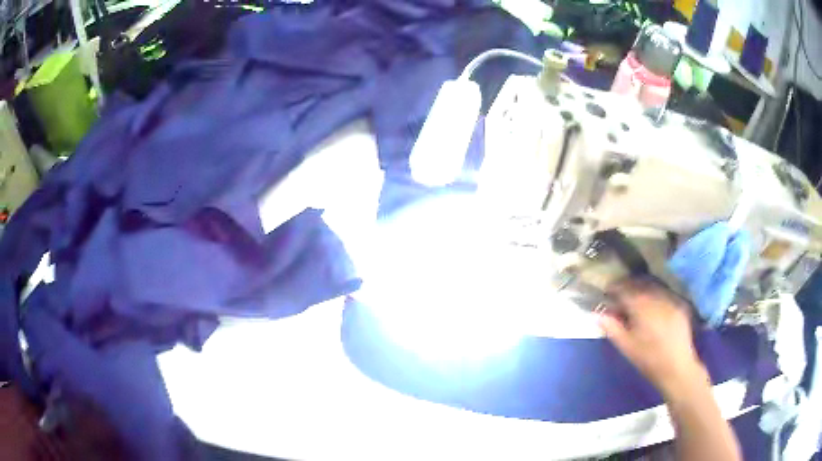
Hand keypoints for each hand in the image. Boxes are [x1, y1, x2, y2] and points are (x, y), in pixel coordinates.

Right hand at [598, 277, 707, 396]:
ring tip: (637, 302)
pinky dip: (655, 297)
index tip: (607, 293)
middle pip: (639, 285)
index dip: (614, 289)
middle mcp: (657, 297)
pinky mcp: (680, 305)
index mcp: (641, 306)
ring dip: (642, 291)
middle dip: (628, 288)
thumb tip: (598, 314)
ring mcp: (670, 299)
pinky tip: (654, 309)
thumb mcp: (626, 347)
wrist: (677, 367)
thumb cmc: (648, 359)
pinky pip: (664, 295)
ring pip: (653, 287)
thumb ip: (612, 328)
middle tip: (621, 297)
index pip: (624, 290)